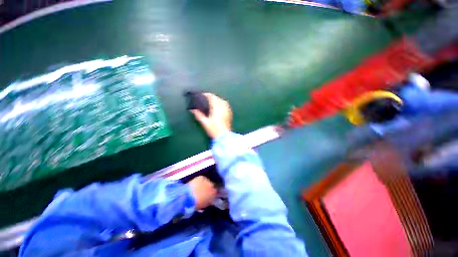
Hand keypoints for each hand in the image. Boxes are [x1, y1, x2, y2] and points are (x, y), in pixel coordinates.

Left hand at [187, 176, 216, 209]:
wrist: (188, 197)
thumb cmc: (196, 204)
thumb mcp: (204, 205)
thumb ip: (209, 201)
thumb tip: (209, 200)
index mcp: (214, 193)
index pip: (215, 192)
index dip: (212, 193)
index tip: (209, 195)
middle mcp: (212, 185)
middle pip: (212, 185)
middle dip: (208, 188)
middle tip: (203, 191)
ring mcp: (207, 180)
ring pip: (207, 181)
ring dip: (204, 184)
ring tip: (198, 187)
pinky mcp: (201, 177)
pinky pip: (202, 178)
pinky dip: (199, 180)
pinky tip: (196, 183)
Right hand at [190, 93, 231, 138]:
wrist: (224, 136)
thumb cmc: (214, 130)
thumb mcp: (204, 123)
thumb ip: (198, 115)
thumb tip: (192, 110)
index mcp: (216, 108)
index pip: (212, 98)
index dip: (207, 95)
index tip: (202, 95)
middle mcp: (222, 107)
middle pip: (217, 98)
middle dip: (212, 96)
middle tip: (206, 98)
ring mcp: (227, 110)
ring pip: (223, 101)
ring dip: (217, 99)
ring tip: (213, 101)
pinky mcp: (229, 114)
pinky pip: (226, 105)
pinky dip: (222, 103)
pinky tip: (220, 106)